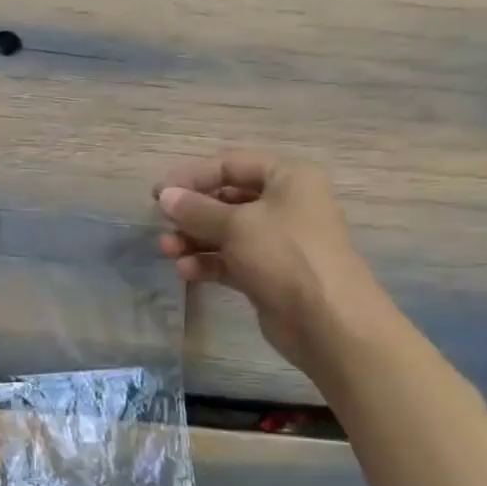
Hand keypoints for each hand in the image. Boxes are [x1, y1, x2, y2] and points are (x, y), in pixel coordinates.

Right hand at [154, 150, 394, 373]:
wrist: (327, 321)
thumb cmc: (285, 256)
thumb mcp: (236, 225)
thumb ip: (196, 209)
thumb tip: (165, 196)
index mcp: (288, 178)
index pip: (231, 165)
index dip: (192, 176)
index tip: (159, 194)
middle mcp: (285, 204)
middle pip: (227, 199)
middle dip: (192, 212)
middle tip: (162, 224)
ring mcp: (277, 241)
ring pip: (226, 232)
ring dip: (194, 239)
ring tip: (168, 250)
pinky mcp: (268, 273)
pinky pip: (230, 259)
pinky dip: (207, 262)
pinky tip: (186, 271)